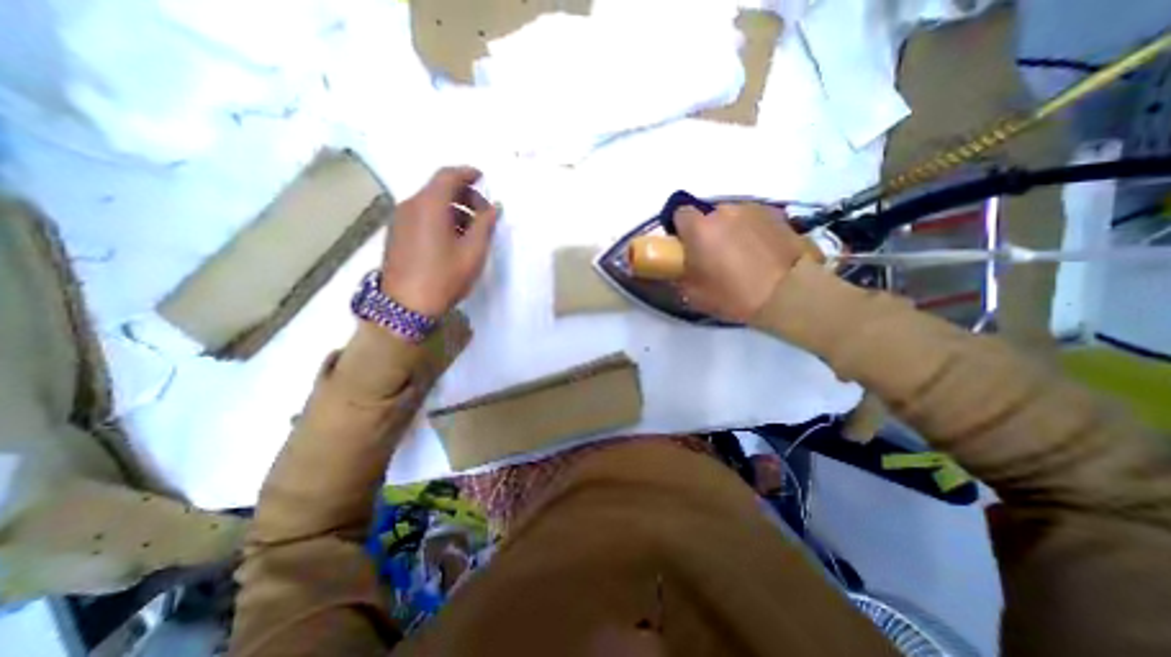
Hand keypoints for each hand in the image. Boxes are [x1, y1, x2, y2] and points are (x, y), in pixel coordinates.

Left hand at [380, 164, 498, 315]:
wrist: (405, 305)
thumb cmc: (444, 276)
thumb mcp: (473, 251)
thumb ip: (485, 224)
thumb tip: (494, 207)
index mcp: (429, 205)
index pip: (448, 176)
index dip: (468, 173)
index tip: (483, 178)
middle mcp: (411, 205)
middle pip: (438, 188)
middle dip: (464, 194)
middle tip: (484, 212)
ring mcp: (400, 219)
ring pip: (430, 202)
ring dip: (453, 208)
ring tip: (471, 229)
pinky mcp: (397, 233)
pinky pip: (421, 215)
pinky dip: (439, 217)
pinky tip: (452, 238)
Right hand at [678, 201, 817, 319]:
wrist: (787, 294)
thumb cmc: (733, 295)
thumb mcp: (694, 295)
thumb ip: (679, 276)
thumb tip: (677, 269)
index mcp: (699, 228)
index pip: (680, 213)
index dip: (680, 229)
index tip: (686, 247)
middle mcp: (723, 211)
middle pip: (707, 215)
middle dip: (706, 231)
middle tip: (714, 255)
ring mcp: (752, 209)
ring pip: (731, 216)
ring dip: (730, 230)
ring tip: (741, 254)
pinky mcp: (775, 214)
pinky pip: (753, 219)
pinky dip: (751, 230)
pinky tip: (760, 250)